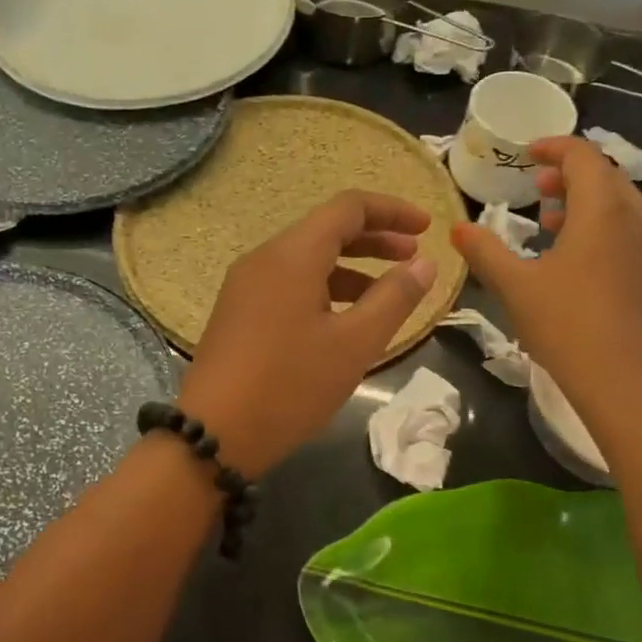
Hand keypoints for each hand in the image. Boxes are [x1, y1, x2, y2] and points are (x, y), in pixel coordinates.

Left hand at [178, 191, 437, 476]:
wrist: (215, 434)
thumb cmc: (290, 385)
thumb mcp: (354, 344)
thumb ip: (394, 298)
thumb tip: (425, 263)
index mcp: (293, 255)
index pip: (348, 207)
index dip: (392, 210)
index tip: (426, 229)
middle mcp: (265, 259)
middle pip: (326, 230)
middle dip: (375, 239)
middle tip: (414, 258)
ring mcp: (246, 286)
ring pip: (307, 260)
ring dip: (351, 268)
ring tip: (387, 295)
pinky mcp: (239, 313)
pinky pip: (289, 284)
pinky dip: (325, 289)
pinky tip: (344, 320)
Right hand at [451, 135, 641, 431]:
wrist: (626, 381)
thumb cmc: (567, 325)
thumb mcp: (515, 286)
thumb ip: (485, 251)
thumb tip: (457, 228)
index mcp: (600, 210)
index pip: (582, 156)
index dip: (553, 147)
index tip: (526, 153)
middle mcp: (631, 218)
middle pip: (604, 175)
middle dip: (569, 172)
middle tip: (535, 185)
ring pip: (616, 203)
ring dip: (583, 199)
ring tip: (548, 217)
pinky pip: (623, 228)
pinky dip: (596, 224)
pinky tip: (569, 254)